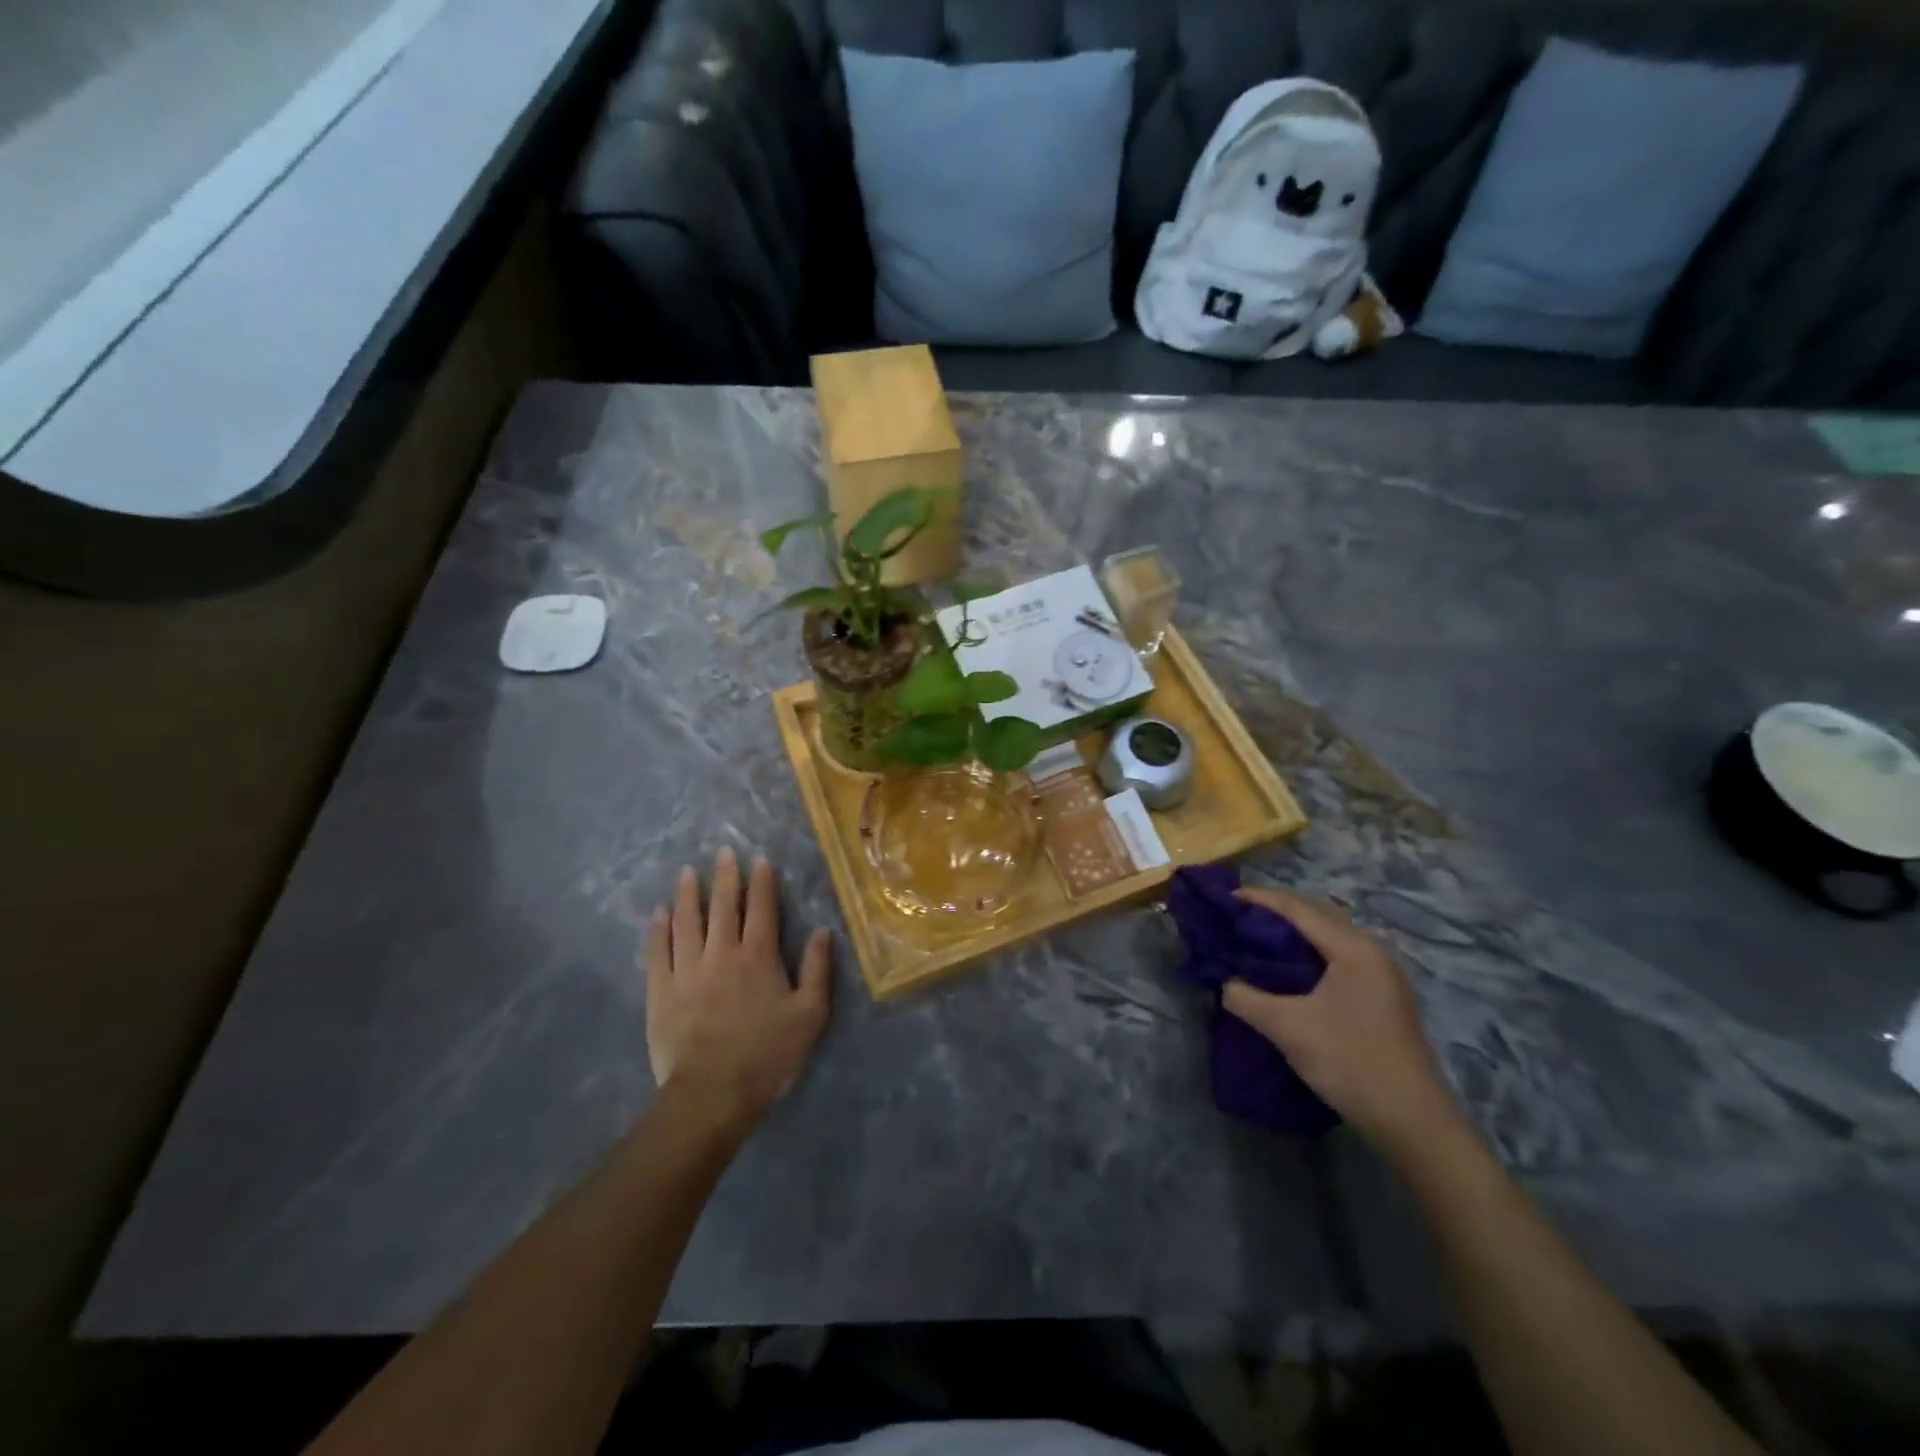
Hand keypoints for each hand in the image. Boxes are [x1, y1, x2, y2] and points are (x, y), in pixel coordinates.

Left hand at [645, 849, 831, 1129]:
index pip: (761, 908)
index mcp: (758, 956)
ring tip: (687, 872)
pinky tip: (659, 913)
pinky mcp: (661, 991)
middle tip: (723, 852)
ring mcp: (687, 970)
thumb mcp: (810, 1015)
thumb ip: (817, 969)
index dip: (762, 882)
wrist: (711, 1093)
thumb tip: (823, 930)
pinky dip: (658, 929)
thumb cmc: (767, 1054)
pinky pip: (658, 951)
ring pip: (687, 921)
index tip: (759, 860)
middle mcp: (721, 953)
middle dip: (725, 877)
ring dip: (688, 894)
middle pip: (723, 906)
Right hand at [1223, 886, 1459, 1152]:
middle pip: (1318, 914)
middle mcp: (1371, 952)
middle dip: (1277, 909)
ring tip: (1257, 937)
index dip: (1260, 899)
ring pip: (1329, 935)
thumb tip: (1225, 983)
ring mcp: (1381, 975)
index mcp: (1353, 949)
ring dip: (1294, 930)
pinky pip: (1337, 955)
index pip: (1299, 909)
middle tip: (1238, 915)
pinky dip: (1309, 951)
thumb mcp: (1288, 1028)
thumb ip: (1247, 998)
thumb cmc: (1350, 1062)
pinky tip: (1289, 969)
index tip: (1226, 898)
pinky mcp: (1382, 997)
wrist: (1413, 1122)